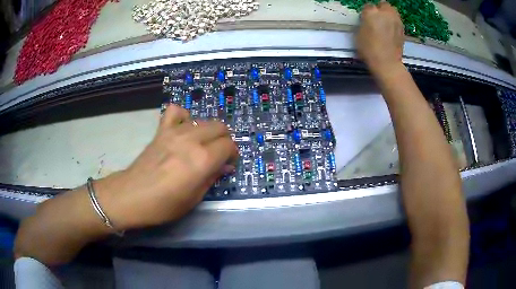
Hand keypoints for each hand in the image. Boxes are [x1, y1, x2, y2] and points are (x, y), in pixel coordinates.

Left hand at [98, 105, 237, 229]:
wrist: (132, 196)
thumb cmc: (164, 205)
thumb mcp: (194, 198)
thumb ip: (212, 177)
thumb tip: (225, 166)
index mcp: (202, 160)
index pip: (229, 145)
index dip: (232, 154)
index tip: (227, 164)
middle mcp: (192, 140)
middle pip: (220, 127)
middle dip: (224, 140)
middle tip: (217, 155)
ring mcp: (175, 132)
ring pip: (203, 121)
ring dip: (208, 132)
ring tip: (201, 145)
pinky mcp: (161, 130)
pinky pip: (176, 111)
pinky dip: (183, 117)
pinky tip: (182, 128)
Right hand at [356, 2, 404, 75]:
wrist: (387, 63)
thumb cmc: (369, 50)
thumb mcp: (358, 34)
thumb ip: (363, 23)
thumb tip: (367, 20)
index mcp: (371, 12)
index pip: (368, 6)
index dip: (366, 13)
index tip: (365, 19)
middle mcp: (385, 13)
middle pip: (383, 4)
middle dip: (380, 9)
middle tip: (377, 18)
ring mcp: (396, 20)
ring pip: (392, 10)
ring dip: (389, 14)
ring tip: (385, 22)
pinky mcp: (402, 29)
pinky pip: (397, 20)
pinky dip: (394, 22)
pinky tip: (391, 30)